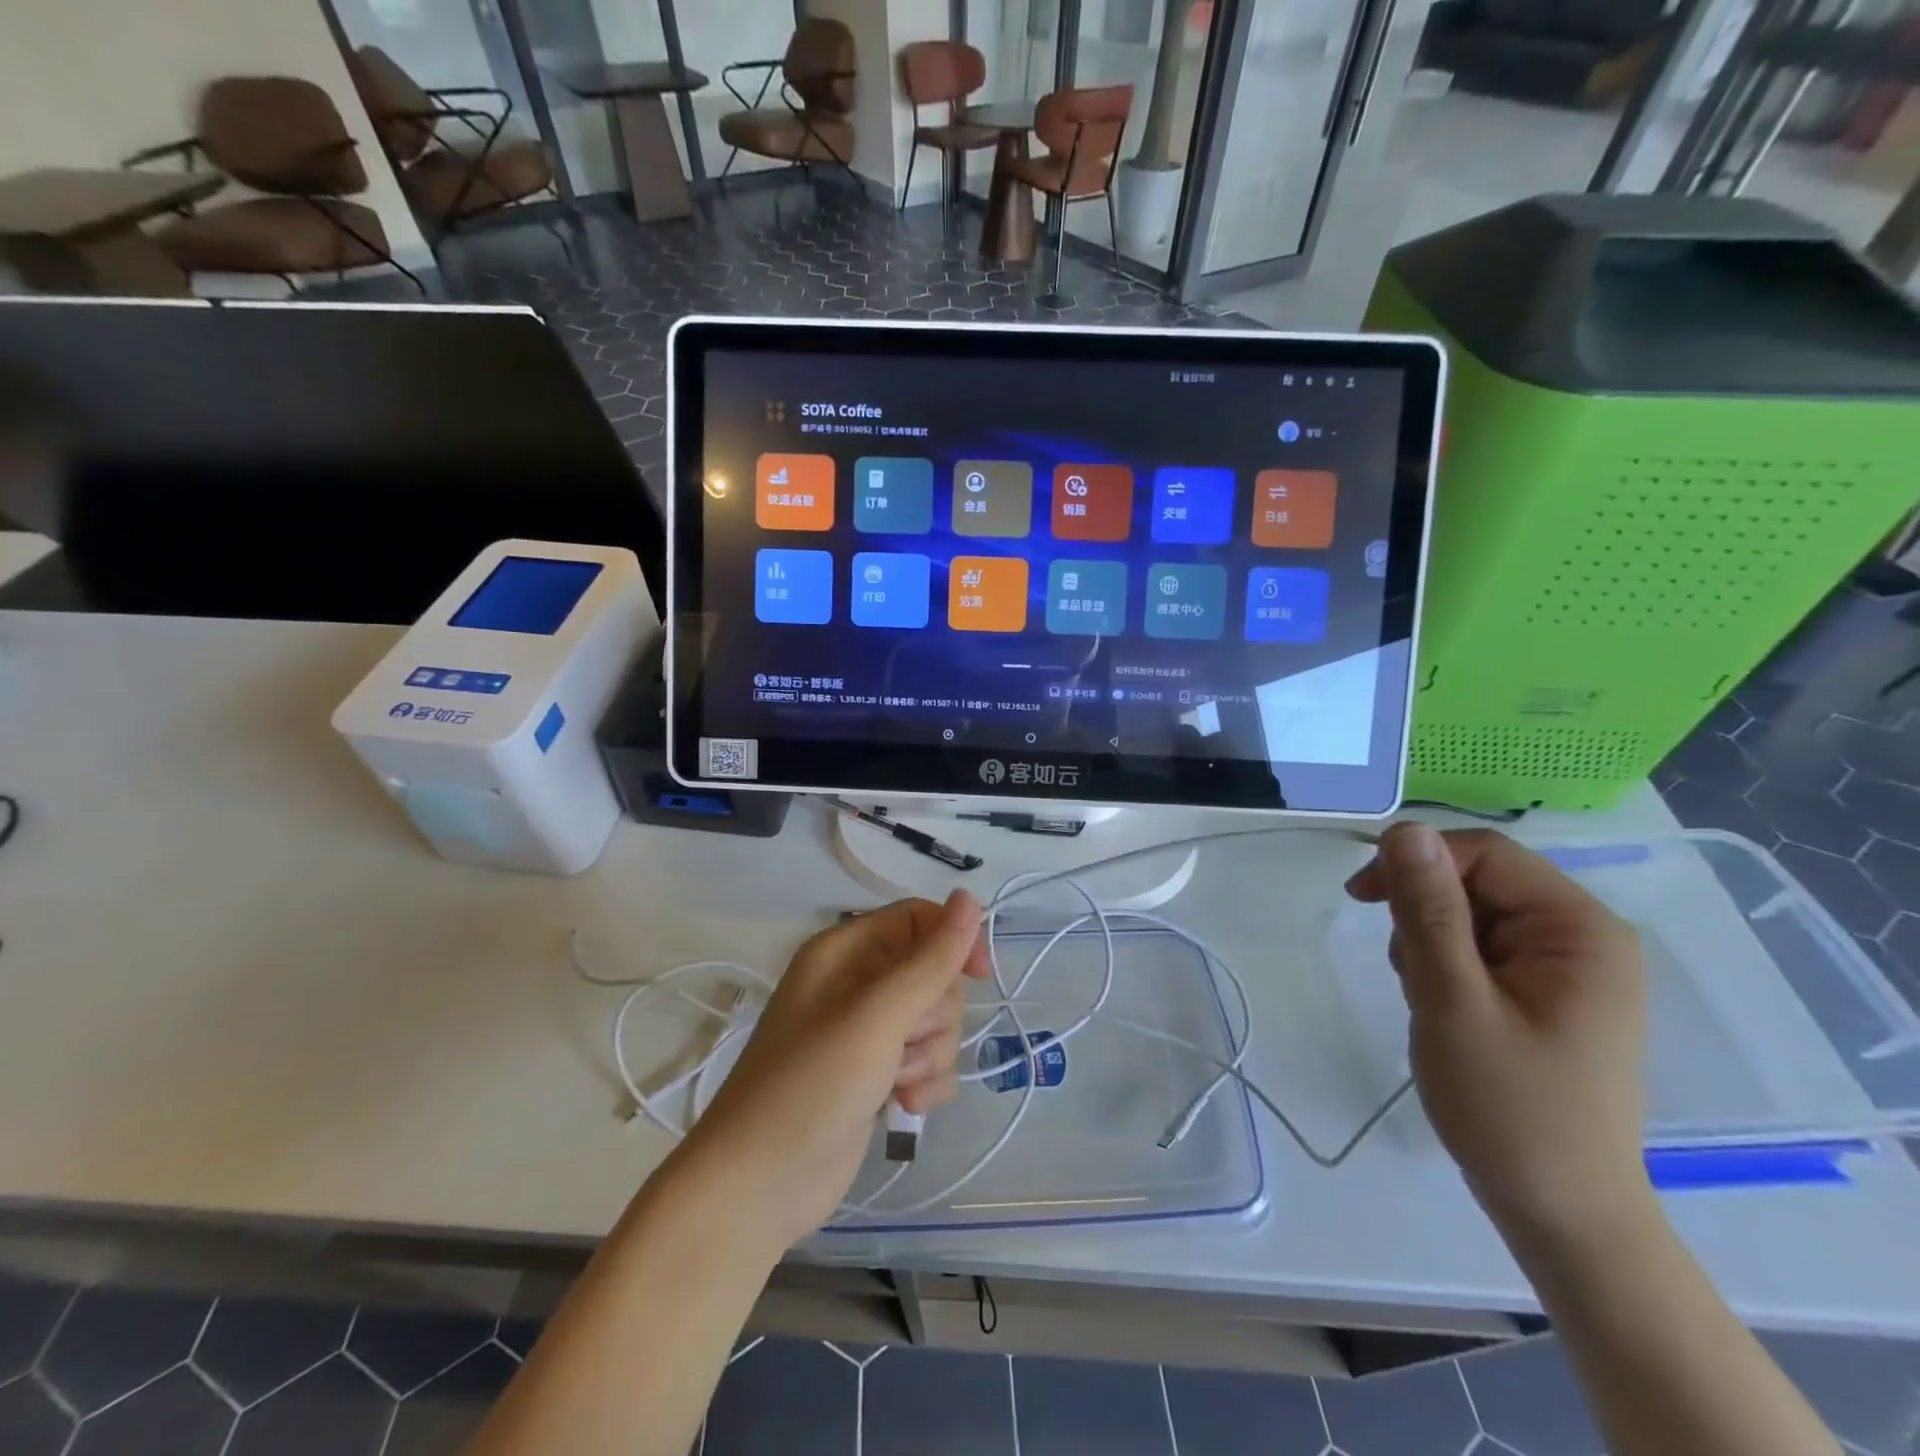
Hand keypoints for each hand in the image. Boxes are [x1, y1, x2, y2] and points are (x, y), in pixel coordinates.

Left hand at [676, 891, 990, 1247]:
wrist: (757, 1188)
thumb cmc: (810, 1086)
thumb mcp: (875, 1017)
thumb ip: (929, 961)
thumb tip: (970, 897)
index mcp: (846, 951)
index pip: (918, 919)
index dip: (954, 939)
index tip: (979, 976)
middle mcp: (857, 982)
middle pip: (934, 973)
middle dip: (932, 1015)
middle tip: (902, 1044)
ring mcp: (867, 1031)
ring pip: (936, 1020)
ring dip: (928, 1055)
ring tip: (894, 1083)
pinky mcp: (877, 1074)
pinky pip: (929, 1060)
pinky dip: (925, 1082)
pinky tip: (903, 1107)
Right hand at [1345, 824, 1651, 1240]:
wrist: (1560, 1212)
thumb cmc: (1508, 1108)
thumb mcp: (1452, 1001)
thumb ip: (1429, 912)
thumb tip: (1405, 829)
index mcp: (1580, 929)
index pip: (1484, 854)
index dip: (1415, 863)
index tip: (1359, 899)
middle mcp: (1586, 936)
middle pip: (1479, 881)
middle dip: (1425, 914)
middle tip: (1407, 973)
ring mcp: (1571, 966)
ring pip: (1473, 913)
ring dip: (1431, 942)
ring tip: (1430, 1000)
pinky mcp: (1551, 991)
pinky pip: (1483, 947)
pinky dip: (1448, 966)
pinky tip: (1445, 1008)